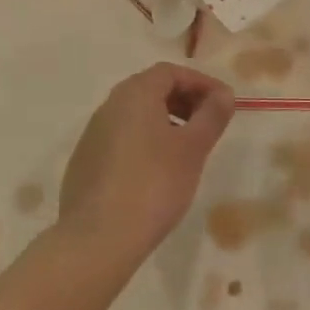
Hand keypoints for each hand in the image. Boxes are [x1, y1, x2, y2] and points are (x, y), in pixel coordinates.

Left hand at [54, 64, 234, 280]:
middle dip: (184, 100)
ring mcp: (93, 133)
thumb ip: (211, 116)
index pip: (170, 72)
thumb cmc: (153, 184)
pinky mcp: (86, 161)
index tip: (224, 103)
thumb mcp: (192, 149)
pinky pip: (121, 138)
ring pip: (135, 115)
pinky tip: (157, 171)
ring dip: (165, 121)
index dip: (200, 82)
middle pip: (151, 89)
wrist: (98, 237)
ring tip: (187, 149)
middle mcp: (109, 105)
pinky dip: (145, 141)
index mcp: (134, 94)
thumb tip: (224, 94)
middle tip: (208, 123)